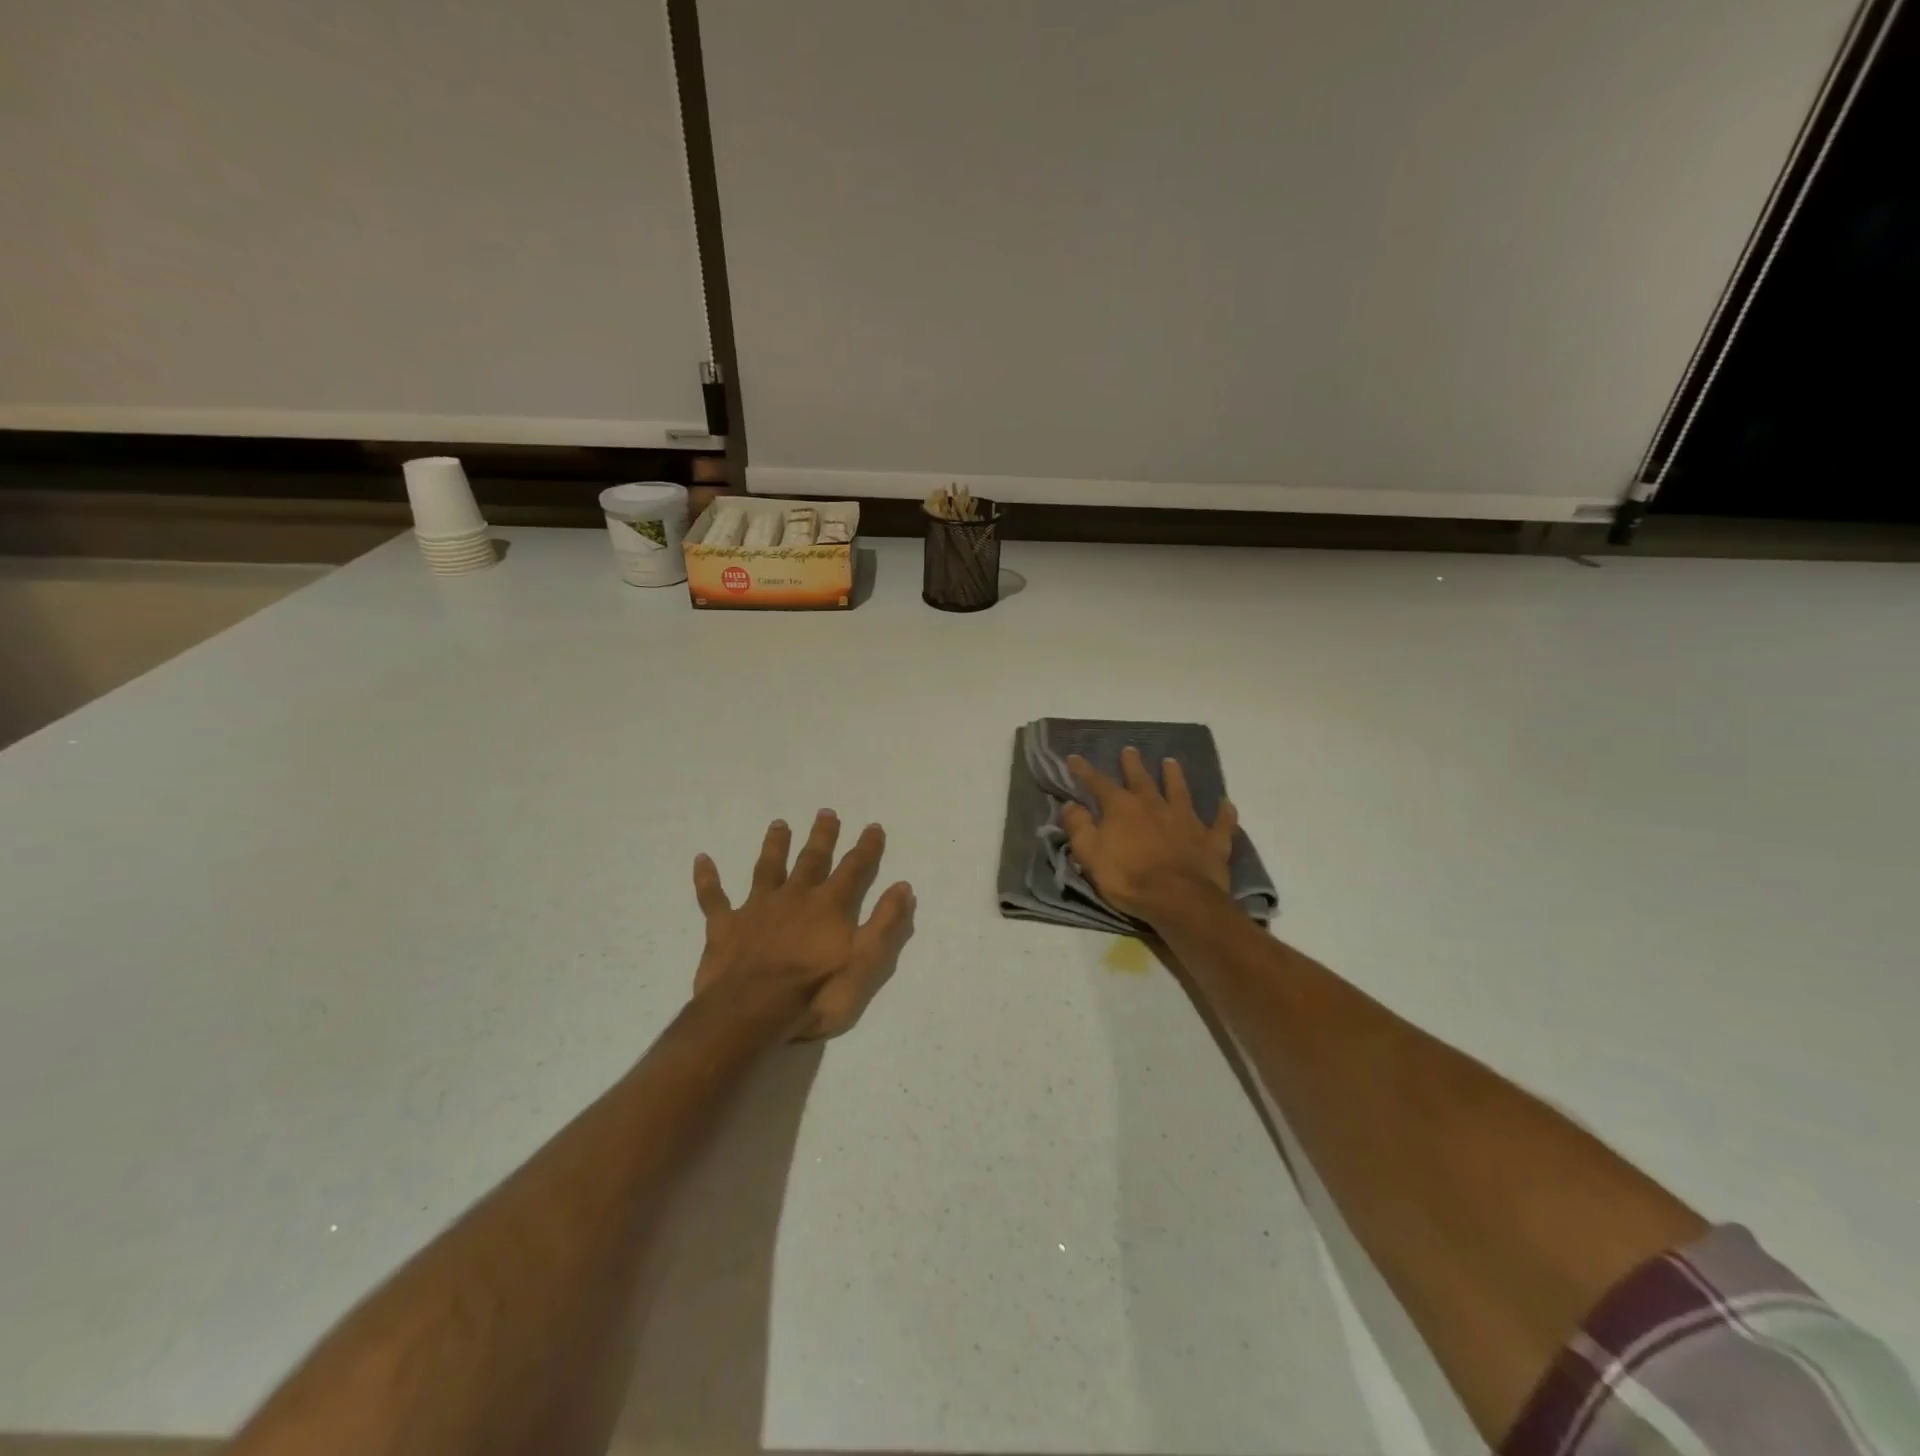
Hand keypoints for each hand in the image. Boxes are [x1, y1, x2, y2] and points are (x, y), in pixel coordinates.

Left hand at [691, 811, 915, 1039]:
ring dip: (774, 846)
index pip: (854, 869)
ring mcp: (757, 909)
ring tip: (779, 823)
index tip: (872, 826)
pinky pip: (713, 898)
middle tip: (826, 813)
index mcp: (829, 906)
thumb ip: (885, 923)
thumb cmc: (815, 991)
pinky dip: (707, 879)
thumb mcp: (865, 962)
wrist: (752, 1011)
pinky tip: (702, 859)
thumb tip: (903, 886)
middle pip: (811, 859)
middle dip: (821, 836)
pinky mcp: (725, 926)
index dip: (866, 848)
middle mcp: (794, 897)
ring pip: (767, 869)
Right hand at [1061, 747, 1237, 925]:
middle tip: (1130, 750)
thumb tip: (1070, 804)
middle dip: (1132, 764)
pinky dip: (1223, 813)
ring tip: (1171, 762)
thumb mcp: (1090, 854)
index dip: (1084, 770)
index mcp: (1122, 808)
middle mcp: (1154, 805)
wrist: (1179, 900)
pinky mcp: (1211, 839)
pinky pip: (1220, 822)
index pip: (1098, 783)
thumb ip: (1079, 827)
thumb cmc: (1128, 878)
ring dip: (1175, 776)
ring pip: (1180, 791)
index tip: (1074, 757)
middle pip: (1141, 779)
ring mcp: (1186, 820)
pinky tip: (1226, 803)